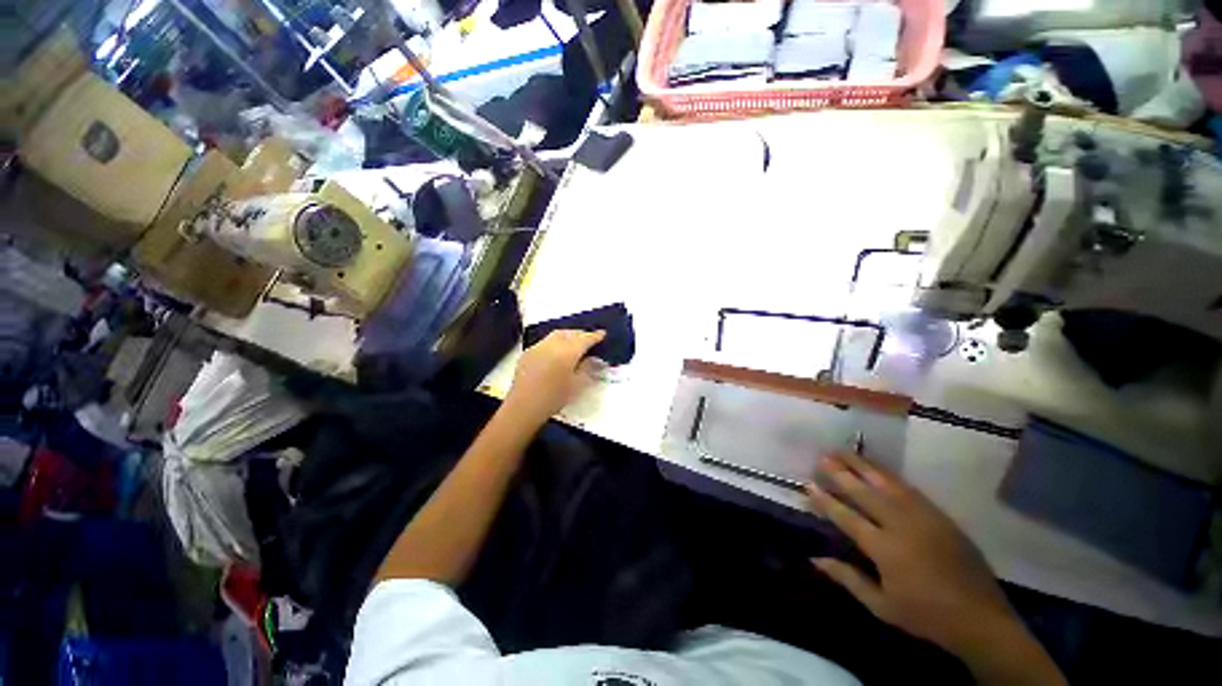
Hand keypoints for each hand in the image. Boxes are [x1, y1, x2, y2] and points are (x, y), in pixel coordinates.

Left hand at [504, 329, 605, 424]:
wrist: (524, 407)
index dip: (594, 336)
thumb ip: (587, 368)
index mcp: (567, 352)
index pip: (584, 339)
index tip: (602, 334)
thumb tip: (593, 359)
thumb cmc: (554, 398)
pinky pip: (545, 341)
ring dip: (568, 335)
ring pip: (556, 334)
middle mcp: (552, 345)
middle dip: (581, 334)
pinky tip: (557, 351)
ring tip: (575, 342)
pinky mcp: (528, 353)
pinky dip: (556, 342)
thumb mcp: (577, 385)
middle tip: (589, 338)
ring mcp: (538, 347)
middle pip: (570, 333)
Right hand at [807, 452, 1064, 684]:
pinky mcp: (940, 515)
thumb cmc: (925, 615)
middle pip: (865, 492)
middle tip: (822, 456)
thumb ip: (848, 579)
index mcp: (885, 549)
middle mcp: (901, 525)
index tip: (808, 484)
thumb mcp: (881, 606)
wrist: (980, 618)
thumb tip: (815, 558)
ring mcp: (923, 517)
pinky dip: (888, 474)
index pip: (847, 517)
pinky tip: (876, 467)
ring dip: (863, 465)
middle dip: (841, 472)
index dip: (825, 500)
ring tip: (844, 451)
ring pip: (887, 483)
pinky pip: (909, 488)